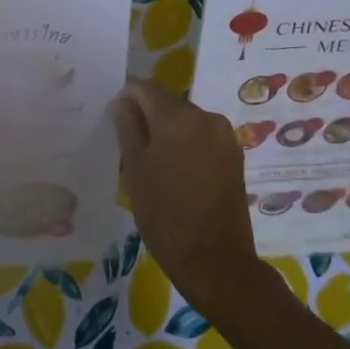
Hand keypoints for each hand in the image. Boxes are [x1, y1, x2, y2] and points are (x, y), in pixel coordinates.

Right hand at [109, 79, 264, 319]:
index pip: (144, 88)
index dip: (126, 98)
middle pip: (167, 103)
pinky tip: (176, 173)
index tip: (114, 120)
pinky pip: (202, 138)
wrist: (215, 260)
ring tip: (153, 163)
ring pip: (186, 121)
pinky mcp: (235, 156)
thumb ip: (127, 128)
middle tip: (130, 146)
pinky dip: (187, 145)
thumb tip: (121, 102)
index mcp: (177, 116)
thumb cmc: (165, 214)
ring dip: (168, 132)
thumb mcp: (135, 169)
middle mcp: (205, 116)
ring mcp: (224, 136)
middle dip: (148, 116)